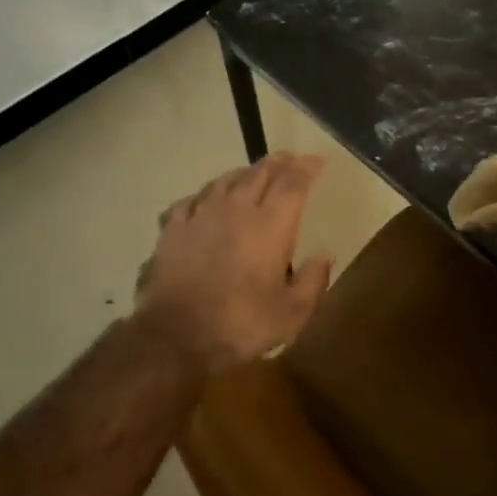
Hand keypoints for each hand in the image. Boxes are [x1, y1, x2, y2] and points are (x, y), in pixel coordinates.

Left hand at [134, 154, 333, 374]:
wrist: (176, 336)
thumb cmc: (242, 325)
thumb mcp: (292, 313)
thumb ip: (313, 280)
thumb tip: (325, 254)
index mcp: (271, 226)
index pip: (293, 184)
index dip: (307, 169)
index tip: (316, 161)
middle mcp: (236, 210)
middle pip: (259, 173)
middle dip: (278, 163)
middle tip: (289, 159)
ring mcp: (200, 216)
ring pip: (224, 181)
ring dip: (243, 173)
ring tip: (251, 173)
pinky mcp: (172, 230)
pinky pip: (190, 200)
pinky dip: (204, 195)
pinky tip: (204, 200)